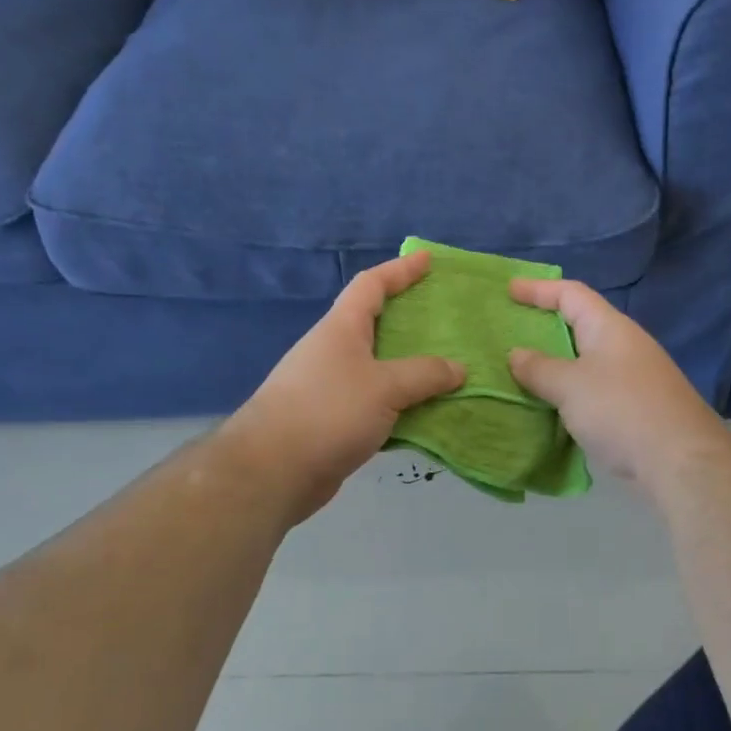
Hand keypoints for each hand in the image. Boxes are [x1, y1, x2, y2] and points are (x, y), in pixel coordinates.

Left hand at [224, 251, 465, 523]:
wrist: (273, 470)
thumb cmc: (328, 412)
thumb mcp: (384, 387)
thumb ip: (424, 374)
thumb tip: (458, 368)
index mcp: (341, 329)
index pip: (371, 286)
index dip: (399, 270)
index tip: (427, 260)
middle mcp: (334, 351)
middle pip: (376, 324)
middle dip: (410, 319)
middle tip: (447, 320)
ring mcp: (332, 387)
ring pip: (380, 367)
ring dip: (410, 366)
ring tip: (448, 367)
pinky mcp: (334, 421)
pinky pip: (377, 402)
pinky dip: (402, 403)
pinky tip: (428, 412)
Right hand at [507, 279, 730, 492]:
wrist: (680, 461)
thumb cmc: (621, 410)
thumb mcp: (570, 386)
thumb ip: (540, 368)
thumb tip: (516, 354)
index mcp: (609, 327)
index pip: (571, 294)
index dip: (538, 288)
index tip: (509, 290)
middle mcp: (624, 346)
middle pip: (580, 325)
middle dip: (545, 328)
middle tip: (512, 333)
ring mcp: (634, 378)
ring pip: (586, 361)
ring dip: (556, 364)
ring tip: (523, 372)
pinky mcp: (636, 408)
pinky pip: (594, 389)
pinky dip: (569, 392)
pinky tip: (551, 408)